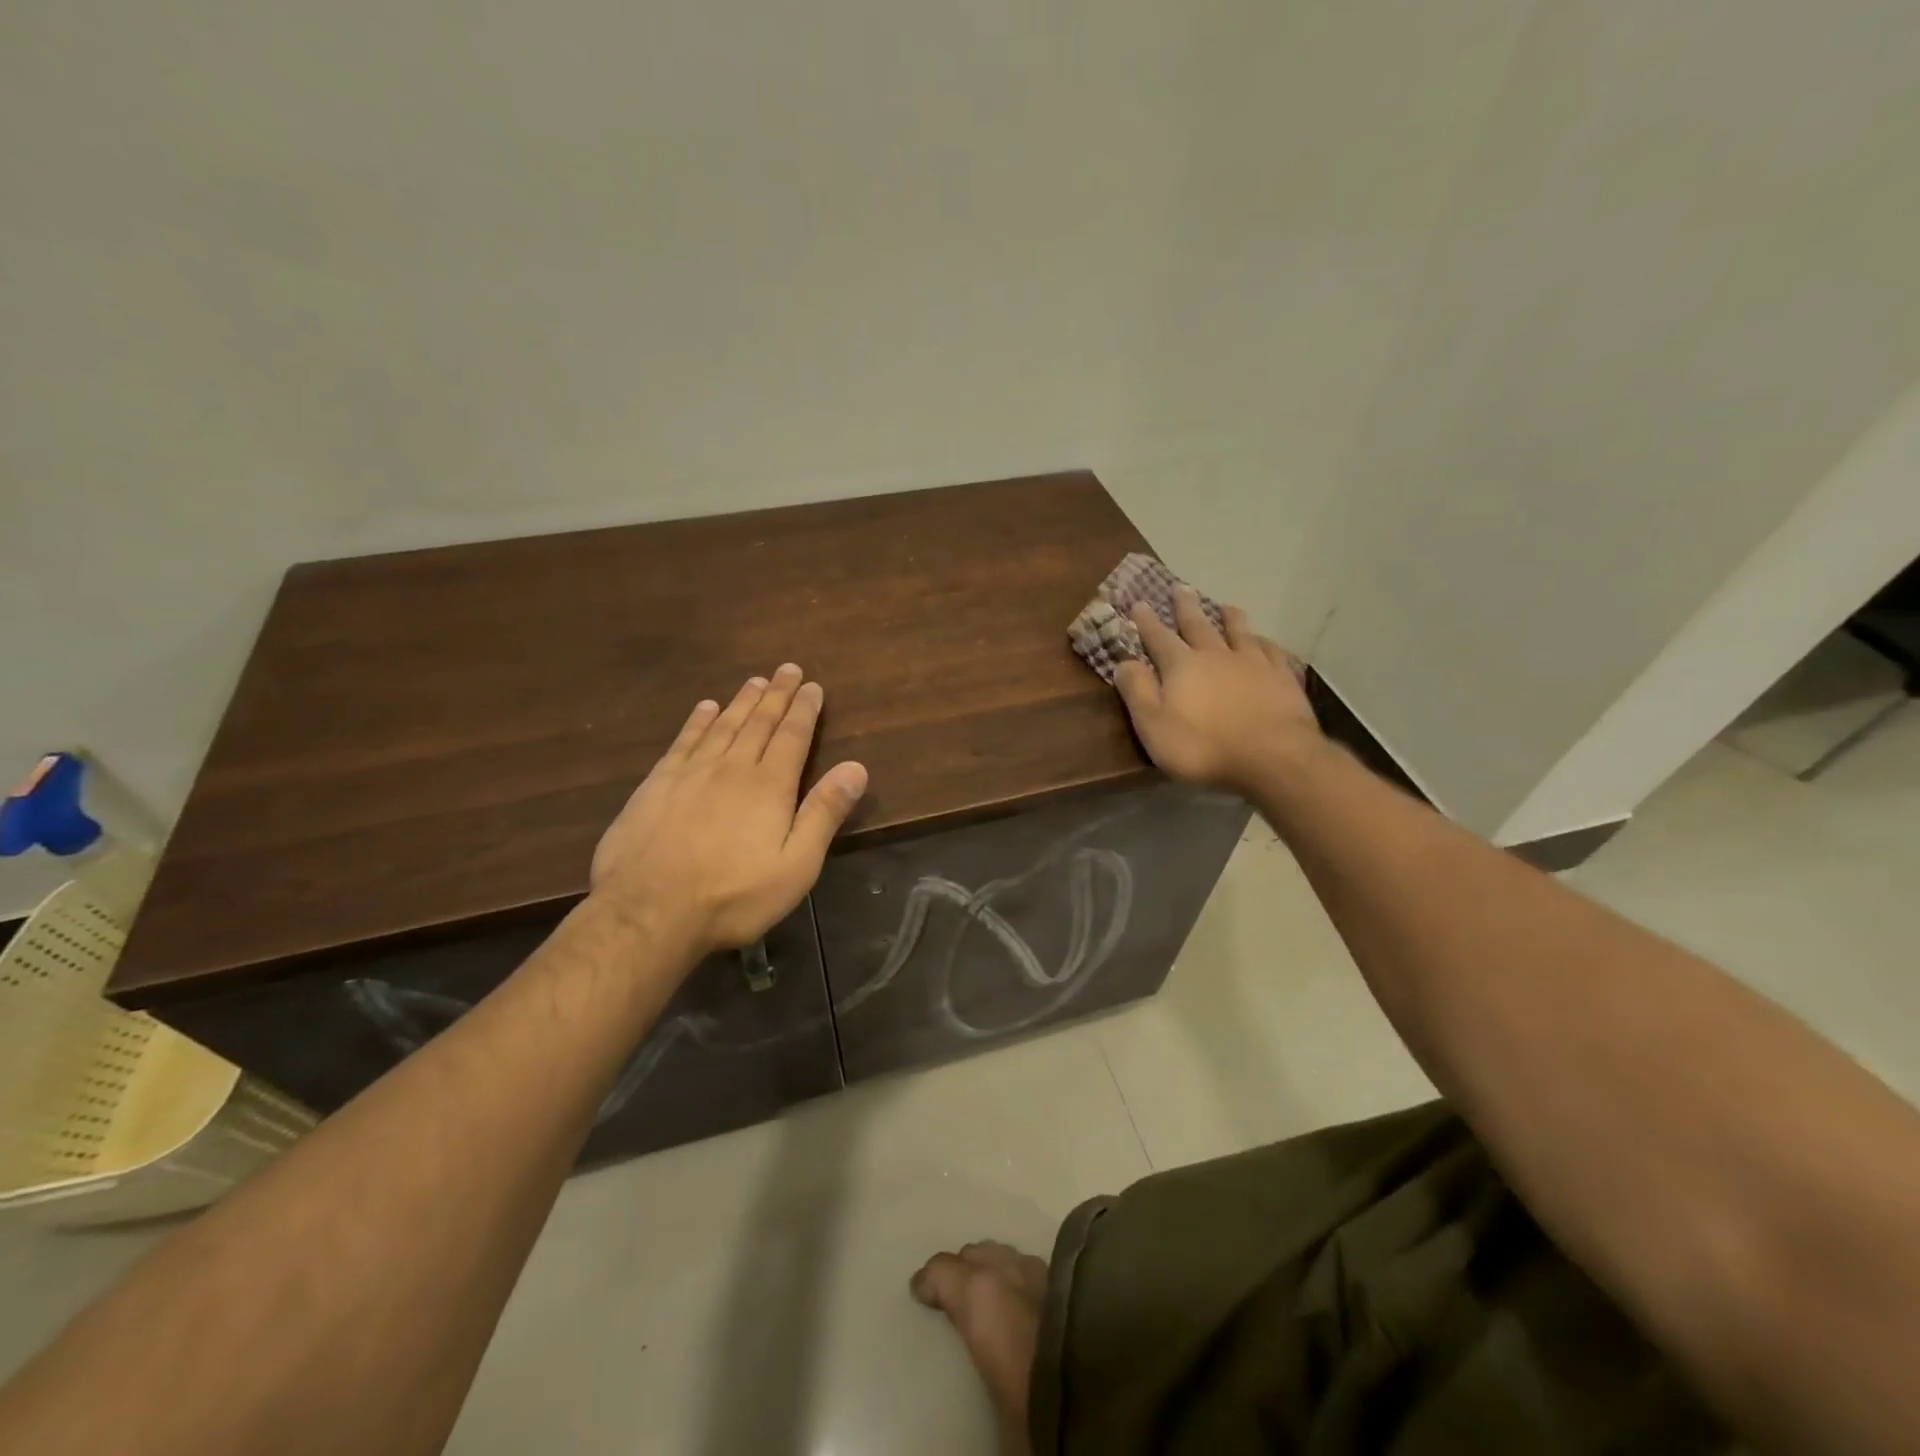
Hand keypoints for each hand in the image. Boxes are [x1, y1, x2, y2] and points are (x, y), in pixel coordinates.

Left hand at [589, 664, 868, 954]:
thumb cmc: (733, 895)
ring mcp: (690, 773)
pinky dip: (697, 721)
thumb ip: (824, 813)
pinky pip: (684, 741)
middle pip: (758, 722)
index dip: (804, 709)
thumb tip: (857, 767)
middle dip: (776, 694)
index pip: (792, 736)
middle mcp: (732, 767)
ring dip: (741, 701)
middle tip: (787, 669)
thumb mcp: (796, 865)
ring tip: (754, 682)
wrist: (647, 912)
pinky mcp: (657, 785)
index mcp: (769, 786)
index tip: (812, 686)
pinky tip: (705, 709)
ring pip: (722, 725)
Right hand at [1113, 588, 1320, 792]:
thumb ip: (1137, 691)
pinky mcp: (1282, 678)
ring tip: (1225, 605)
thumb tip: (1123, 661)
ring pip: (1239, 632)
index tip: (1138, 603)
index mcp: (1181, 665)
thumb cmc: (1203, 747)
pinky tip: (1264, 641)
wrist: (1272, 757)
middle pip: (1198, 625)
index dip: (1146, 621)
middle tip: (1181, 588)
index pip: (1158, 637)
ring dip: (1229, 617)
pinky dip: (1264, 642)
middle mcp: (1216, 655)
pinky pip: (1271, 651)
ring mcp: (1253, 663)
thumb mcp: (1153, 725)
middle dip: (1186, 607)